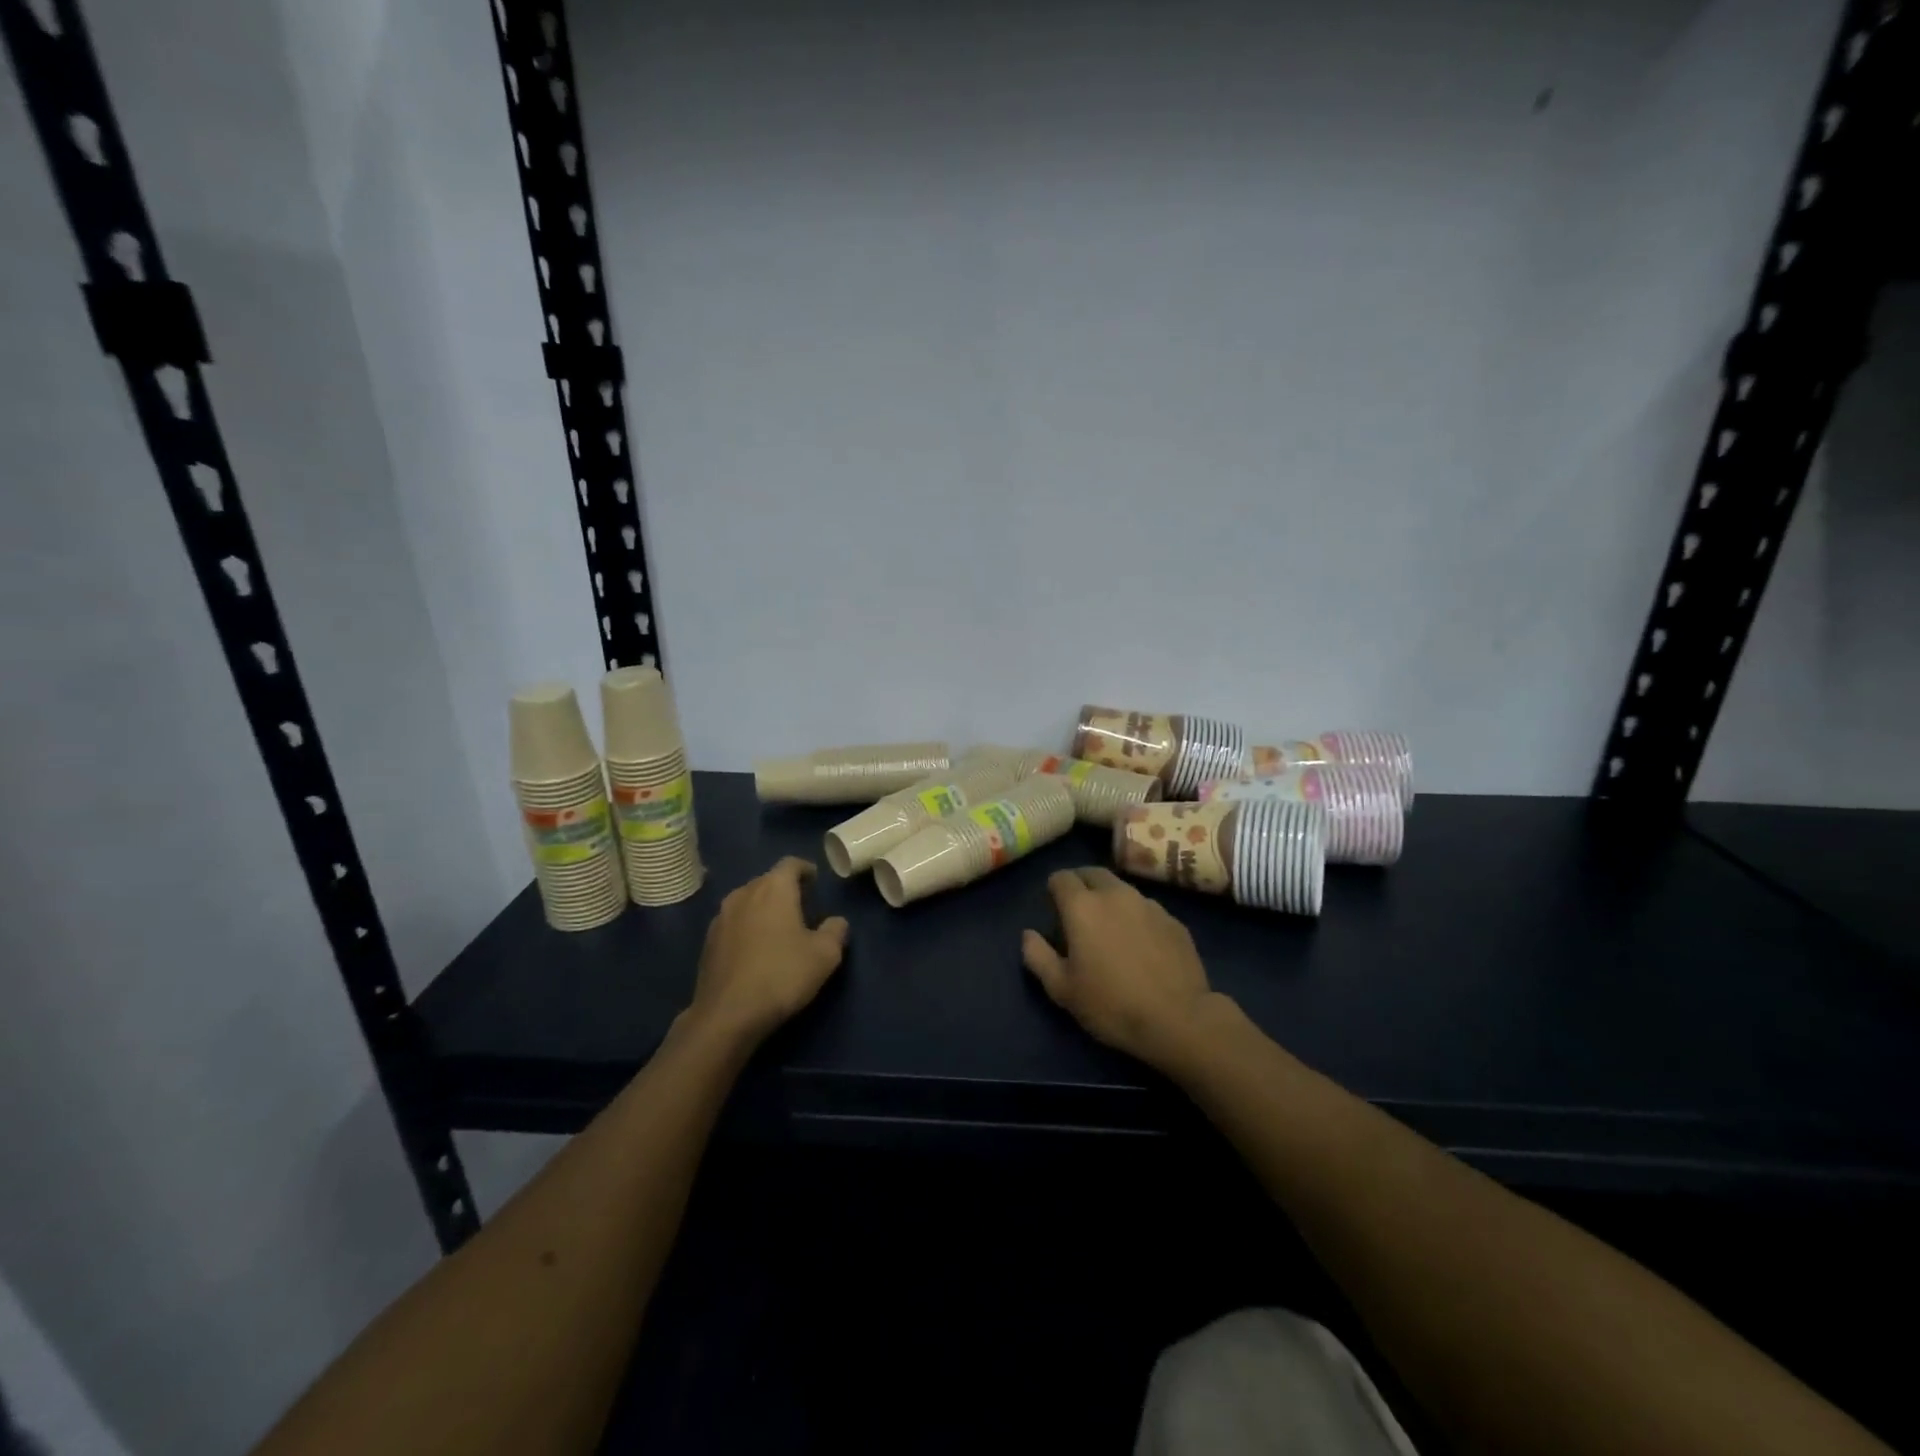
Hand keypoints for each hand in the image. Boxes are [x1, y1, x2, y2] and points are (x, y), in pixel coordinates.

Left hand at [687, 858, 848, 1044]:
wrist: (727, 1015)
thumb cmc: (782, 975)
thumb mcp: (825, 955)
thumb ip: (835, 931)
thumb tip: (836, 921)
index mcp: (774, 888)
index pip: (791, 864)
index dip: (805, 869)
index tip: (815, 881)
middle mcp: (744, 894)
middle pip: (767, 880)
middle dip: (784, 889)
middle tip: (801, 906)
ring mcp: (721, 917)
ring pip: (747, 901)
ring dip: (763, 908)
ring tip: (778, 928)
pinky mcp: (707, 942)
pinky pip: (733, 923)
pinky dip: (747, 928)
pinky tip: (755, 950)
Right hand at [1022, 868, 1220, 1074]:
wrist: (1179, 1019)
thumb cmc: (1111, 1005)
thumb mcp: (1062, 989)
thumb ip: (1038, 956)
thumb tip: (1028, 934)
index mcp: (1083, 906)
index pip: (1061, 877)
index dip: (1054, 889)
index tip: (1053, 909)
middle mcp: (1116, 894)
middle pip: (1093, 873)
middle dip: (1081, 884)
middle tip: (1078, 912)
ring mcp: (1149, 905)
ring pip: (1122, 889)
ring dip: (1110, 900)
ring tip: (1111, 929)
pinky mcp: (1174, 921)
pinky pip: (1147, 909)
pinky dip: (1136, 918)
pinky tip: (1141, 946)